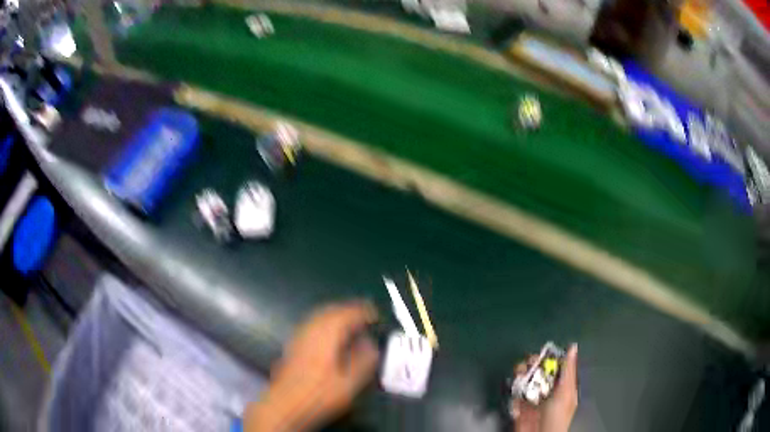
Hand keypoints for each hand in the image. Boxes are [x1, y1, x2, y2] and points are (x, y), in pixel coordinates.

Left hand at [245, 301, 379, 431]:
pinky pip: (313, 323)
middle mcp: (311, 329)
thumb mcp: (348, 383)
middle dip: (348, 310)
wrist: (285, 404)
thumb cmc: (319, 395)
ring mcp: (299, 335)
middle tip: (364, 314)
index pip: (346, 314)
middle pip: (331, 310)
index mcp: (326, 335)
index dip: (361, 311)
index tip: (374, 313)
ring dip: (336, 315)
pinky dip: (325, 322)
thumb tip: (370, 344)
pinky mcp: (293, 344)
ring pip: (320, 316)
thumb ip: (363, 361)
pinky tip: (331, 335)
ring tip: (351, 322)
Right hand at [511, 344, 577, 431]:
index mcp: (562, 387)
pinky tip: (515, 383)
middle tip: (529, 362)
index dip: (550, 358)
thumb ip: (568, 371)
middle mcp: (548, 391)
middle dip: (534, 365)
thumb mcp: (566, 393)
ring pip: (527, 380)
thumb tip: (573, 347)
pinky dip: (514, 387)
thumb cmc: (557, 416)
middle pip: (540, 372)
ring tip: (519, 371)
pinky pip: (516, 393)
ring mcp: (533, 399)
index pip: (557, 367)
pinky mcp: (519, 406)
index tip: (543, 351)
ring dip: (522, 373)